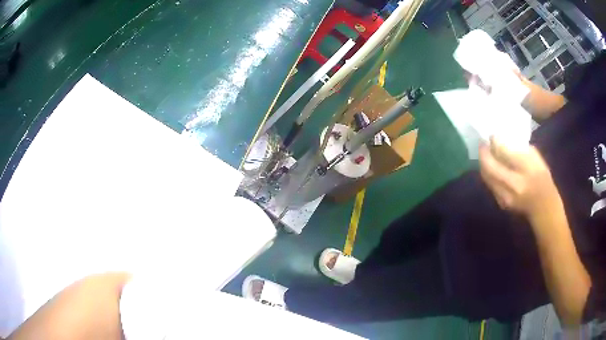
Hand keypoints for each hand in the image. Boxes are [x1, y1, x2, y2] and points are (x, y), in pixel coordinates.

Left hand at [479, 137, 561, 219]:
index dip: (494, 142)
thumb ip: (516, 148)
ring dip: (483, 163)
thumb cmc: (541, 177)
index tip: (491, 134)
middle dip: (483, 153)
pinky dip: (488, 173)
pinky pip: (490, 184)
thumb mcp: (534, 157)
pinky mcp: (501, 204)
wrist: (543, 206)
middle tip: (482, 143)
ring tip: (485, 152)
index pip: (503, 152)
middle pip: (489, 166)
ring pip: (486, 176)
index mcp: (525, 171)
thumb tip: (499, 139)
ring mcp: (505, 197)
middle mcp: (513, 186)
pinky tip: (490, 166)